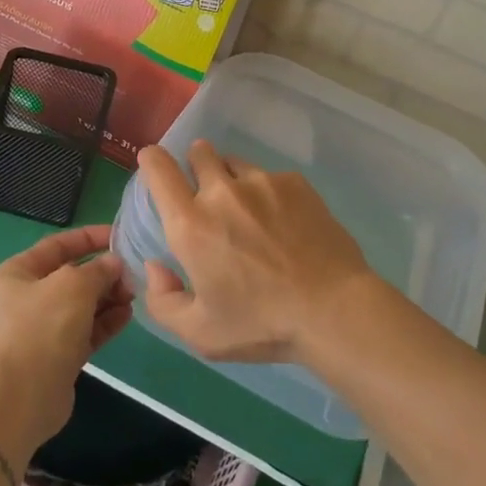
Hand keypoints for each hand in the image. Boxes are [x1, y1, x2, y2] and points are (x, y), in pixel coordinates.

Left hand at [0, 225, 133, 457]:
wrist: (19, 400)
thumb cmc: (41, 329)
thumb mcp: (72, 286)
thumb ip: (97, 270)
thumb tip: (113, 264)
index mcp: (17, 273)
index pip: (57, 245)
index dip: (89, 238)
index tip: (120, 235)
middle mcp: (26, 298)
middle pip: (71, 276)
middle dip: (103, 272)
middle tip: (133, 272)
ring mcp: (41, 329)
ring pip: (81, 305)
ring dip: (108, 297)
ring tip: (135, 293)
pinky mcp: (57, 356)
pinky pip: (85, 331)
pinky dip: (105, 321)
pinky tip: (128, 314)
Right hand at [137, 140, 377, 363]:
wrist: (333, 310)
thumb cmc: (261, 324)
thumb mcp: (200, 333)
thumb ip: (163, 300)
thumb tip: (155, 266)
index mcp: (191, 224)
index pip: (158, 168)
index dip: (152, 161)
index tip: (156, 166)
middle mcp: (222, 192)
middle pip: (199, 152)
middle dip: (196, 166)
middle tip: (208, 198)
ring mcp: (262, 182)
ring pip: (235, 163)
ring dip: (232, 179)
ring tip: (249, 213)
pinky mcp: (295, 183)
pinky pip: (270, 176)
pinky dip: (267, 192)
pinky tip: (284, 223)